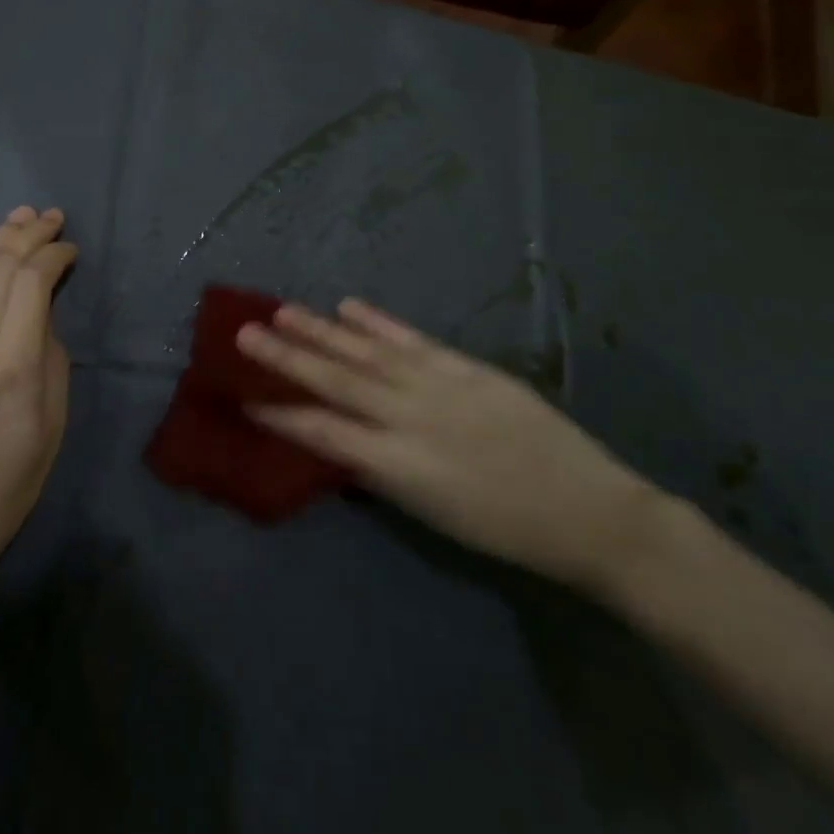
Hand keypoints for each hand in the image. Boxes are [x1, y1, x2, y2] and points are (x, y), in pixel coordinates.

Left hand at [0, 207, 77, 603]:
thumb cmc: (7, 485)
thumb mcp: (50, 426)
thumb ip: (51, 360)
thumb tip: (42, 319)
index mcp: (13, 363)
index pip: (32, 283)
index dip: (53, 255)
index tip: (71, 248)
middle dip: (26, 234)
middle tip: (50, 215)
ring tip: (18, 216)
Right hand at [237, 299, 661, 595]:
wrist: (589, 512)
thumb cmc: (503, 528)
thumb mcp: (431, 513)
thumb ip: (380, 471)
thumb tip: (338, 440)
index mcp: (399, 465)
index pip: (323, 433)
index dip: (280, 414)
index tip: (244, 396)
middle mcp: (409, 418)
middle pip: (335, 381)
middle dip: (286, 357)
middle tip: (244, 333)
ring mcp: (438, 386)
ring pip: (366, 352)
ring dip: (321, 330)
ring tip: (282, 311)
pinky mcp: (466, 368)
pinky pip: (412, 339)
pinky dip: (377, 322)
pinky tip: (348, 306)